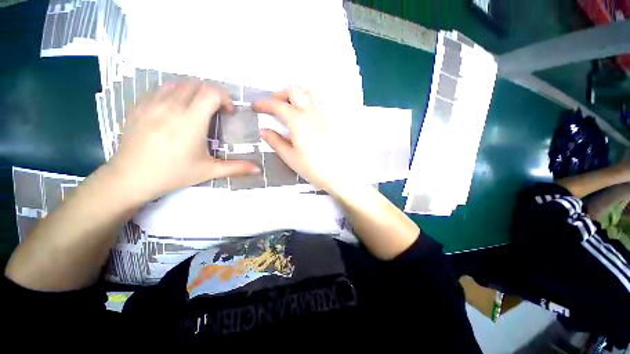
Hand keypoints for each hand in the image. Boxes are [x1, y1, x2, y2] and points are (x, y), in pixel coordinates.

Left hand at [108, 81, 259, 203]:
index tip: (229, 112)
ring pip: (178, 83)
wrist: (130, 178)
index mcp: (190, 120)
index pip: (211, 92)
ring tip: (198, 108)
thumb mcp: (208, 170)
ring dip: (194, 91)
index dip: (225, 98)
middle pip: (197, 84)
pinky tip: (176, 109)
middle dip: (212, 94)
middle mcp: (171, 106)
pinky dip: (175, 93)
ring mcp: (152, 103)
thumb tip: (258, 169)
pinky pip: (161, 89)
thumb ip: (236, 167)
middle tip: (217, 111)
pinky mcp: (139, 106)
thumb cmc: (173, 174)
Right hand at [253, 87, 350, 192]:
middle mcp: (312, 114)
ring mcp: (323, 116)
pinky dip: (305, 105)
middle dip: (280, 94)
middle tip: (274, 106)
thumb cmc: (314, 169)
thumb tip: (264, 130)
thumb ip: (276, 142)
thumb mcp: (290, 157)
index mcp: (298, 122)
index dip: (264, 104)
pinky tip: (303, 119)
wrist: (341, 175)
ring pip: (308, 95)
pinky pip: (316, 105)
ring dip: (295, 97)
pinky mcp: (330, 122)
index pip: (278, 105)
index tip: (256, 107)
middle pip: (295, 90)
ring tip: (288, 110)